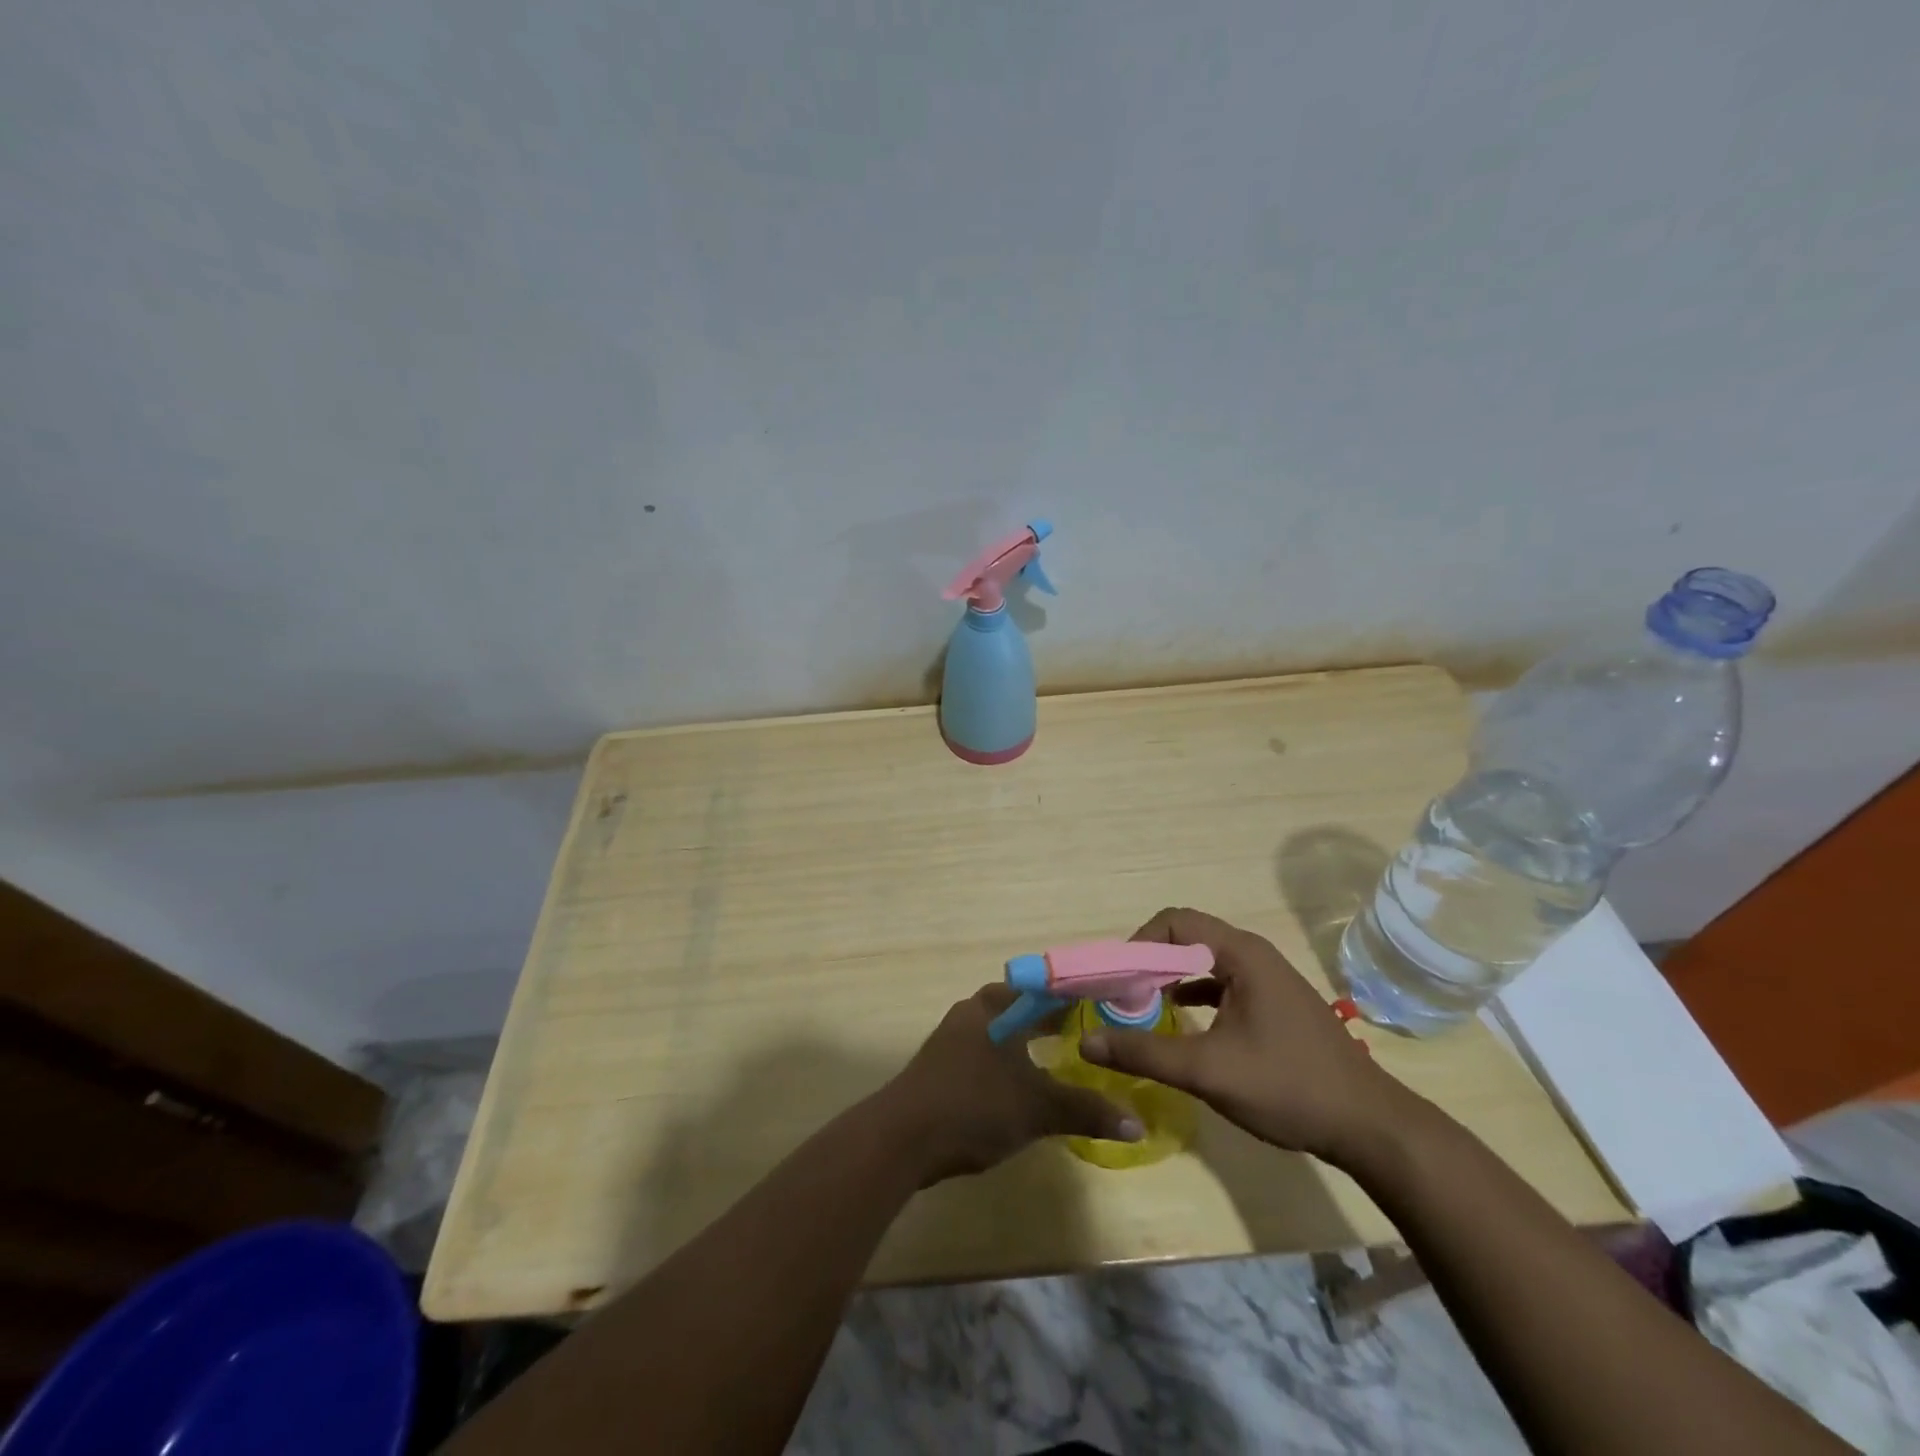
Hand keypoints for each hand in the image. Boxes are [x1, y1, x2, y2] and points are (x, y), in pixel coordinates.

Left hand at [883, 984, 1142, 1184]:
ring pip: (1002, 1031)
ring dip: (1029, 1042)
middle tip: (1088, 1036)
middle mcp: (973, 1012)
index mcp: (995, 1006)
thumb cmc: (974, 1106)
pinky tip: (1023, 1085)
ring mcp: (953, 1039)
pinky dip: (1009, 1062)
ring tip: (1062, 1059)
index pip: (1044, 988)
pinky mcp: (941, 1067)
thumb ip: (1086, 1111)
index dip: (1075, 997)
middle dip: (1052, 1020)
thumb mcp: (1037, 1108)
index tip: (1104, 1007)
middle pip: (1021, 1007)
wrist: (901, 1139)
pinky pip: (986, 1053)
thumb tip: (1137, 1124)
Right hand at [1079, 907, 1410, 1165]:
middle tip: (1122, 995)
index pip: (1174, 921)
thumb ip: (1145, 1053)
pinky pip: (1221, 983)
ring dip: (1169, 977)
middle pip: (1185, 937)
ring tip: (1141, 1007)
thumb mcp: (1208, 1071)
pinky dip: (1193, 993)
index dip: (1138, 944)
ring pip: (1203, 961)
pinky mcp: (1272, 1003)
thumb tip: (1086, 1042)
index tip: (1117, 980)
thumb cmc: (1289, 1086)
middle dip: (1148, 962)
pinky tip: (1179, 1020)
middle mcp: (1253, 955)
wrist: (1370, 1127)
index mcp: (1240, 953)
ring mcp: (1266, 979)